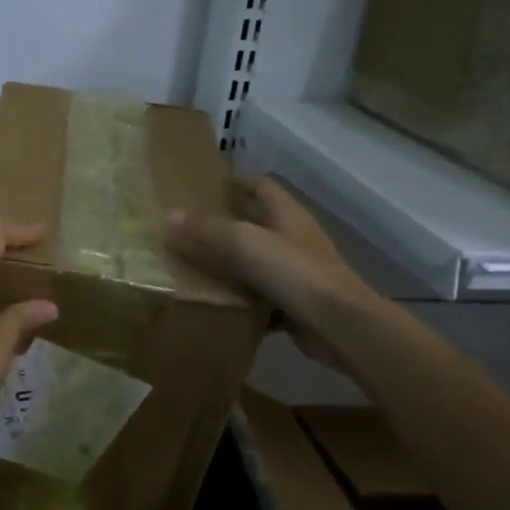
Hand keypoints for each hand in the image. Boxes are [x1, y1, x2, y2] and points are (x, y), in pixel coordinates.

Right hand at [166, 176, 378, 367]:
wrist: (339, 326)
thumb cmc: (293, 272)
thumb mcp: (243, 243)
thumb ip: (206, 230)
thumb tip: (170, 217)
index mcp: (286, 214)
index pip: (261, 186)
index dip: (236, 183)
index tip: (204, 188)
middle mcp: (294, 238)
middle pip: (257, 224)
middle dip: (226, 225)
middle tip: (188, 230)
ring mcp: (297, 273)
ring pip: (257, 263)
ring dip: (230, 265)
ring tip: (193, 267)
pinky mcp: (296, 304)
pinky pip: (262, 298)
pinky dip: (241, 301)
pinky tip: (216, 306)